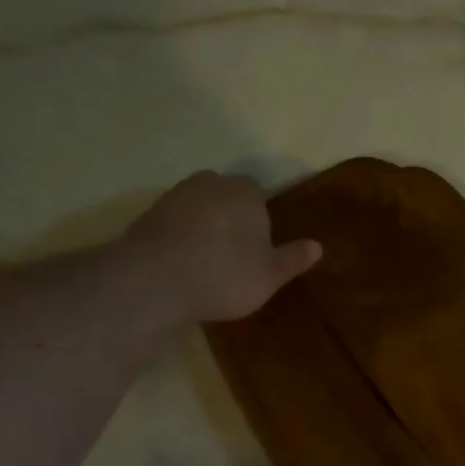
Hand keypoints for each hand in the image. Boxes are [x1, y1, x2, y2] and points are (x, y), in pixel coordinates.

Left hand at [128, 171, 321, 323]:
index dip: (260, 220)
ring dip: (203, 227)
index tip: (258, 247)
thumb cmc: (224, 275)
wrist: (154, 281)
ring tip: (206, 262)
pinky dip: (179, 237)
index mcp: (245, 191)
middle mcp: (210, 183)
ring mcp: (174, 196)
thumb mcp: (270, 275)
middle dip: (231, 218)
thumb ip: (293, 258)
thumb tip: (317, 246)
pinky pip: (174, 223)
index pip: (259, 195)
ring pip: (198, 207)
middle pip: (227, 197)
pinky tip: (181, 265)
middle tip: (234, 254)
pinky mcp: (147, 215)